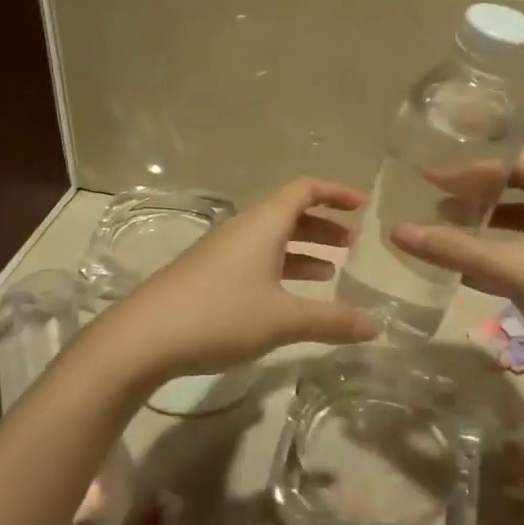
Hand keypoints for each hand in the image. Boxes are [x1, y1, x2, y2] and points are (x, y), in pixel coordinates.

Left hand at [99, 178, 380, 382]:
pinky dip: (283, 267)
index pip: (304, 189)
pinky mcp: (211, 273)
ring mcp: (224, 250)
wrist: (146, 335)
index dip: (335, 192)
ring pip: (273, 238)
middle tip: (353, 243)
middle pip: (290, 212)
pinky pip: (257, 258)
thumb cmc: (220, 315)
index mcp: (263, 223)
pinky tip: (293, 295)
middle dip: (324, 224)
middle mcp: (244, 228)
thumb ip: (332, 320)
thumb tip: (377, 325)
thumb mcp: (282, 319)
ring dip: (304, 248)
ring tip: (334, 269)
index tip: (363, 205)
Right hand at [392, 148, 523, 375]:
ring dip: (486, 221)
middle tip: (433, 200)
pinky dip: (500, 248)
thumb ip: (454, 249)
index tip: (427, 175)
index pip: (509, 158)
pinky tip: (471, 269)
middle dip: (473, 190)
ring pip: (523, 217)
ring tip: (446, 229)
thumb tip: (397, 231)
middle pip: (515, 183)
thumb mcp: (511, 269)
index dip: (466, 164)